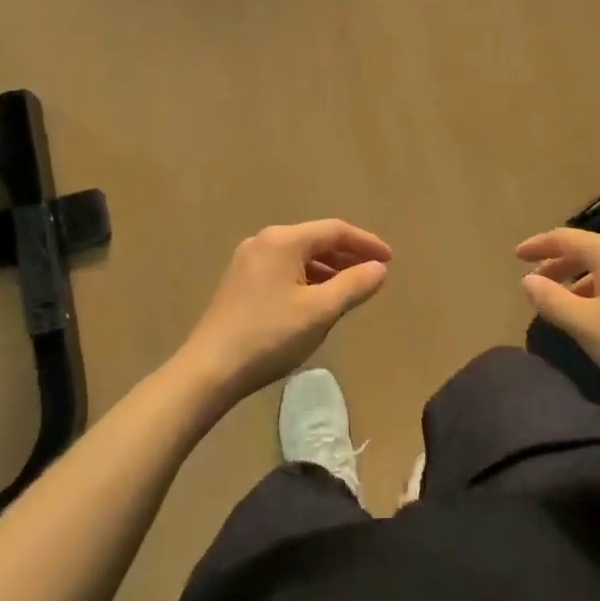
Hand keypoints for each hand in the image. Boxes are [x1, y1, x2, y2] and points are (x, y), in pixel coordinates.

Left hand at [181, 220, 391, 400]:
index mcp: (283, 240)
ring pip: (299, 256)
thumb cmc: (270, 336)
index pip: (334, 230)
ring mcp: (248, 261)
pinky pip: (284, 269)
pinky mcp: (240, 282)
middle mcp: (264, 241)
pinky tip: (318, 299)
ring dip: (328, 268)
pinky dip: (307, 278)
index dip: (365, 242)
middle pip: (315, 239)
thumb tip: (379, 268)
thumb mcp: (320, 311)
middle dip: (348, 255)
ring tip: (352, 287)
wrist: (210, 369)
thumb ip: (353, 285)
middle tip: (375, 272)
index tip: (389, 259)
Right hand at [517, 228, 599, 408]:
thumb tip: (527, 281)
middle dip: (557, 264)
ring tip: (560, 303)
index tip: (516, 256)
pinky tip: (593, 314)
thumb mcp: (586, 325)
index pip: (565, 238)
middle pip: (586, 249)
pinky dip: (597, 289)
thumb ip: (552, 300)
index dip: (538, 246)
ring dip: (577, 280)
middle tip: (534, 283)